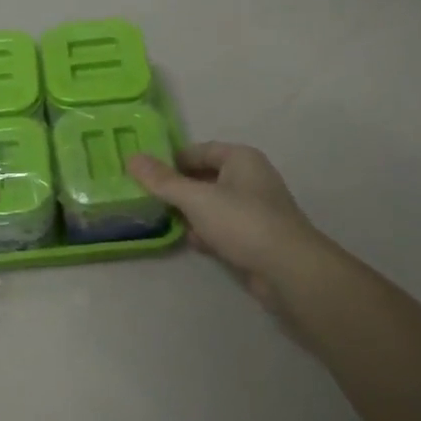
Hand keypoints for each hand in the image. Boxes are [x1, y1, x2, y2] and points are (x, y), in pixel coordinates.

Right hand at [127, 142, 322, 310]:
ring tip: (163, 220)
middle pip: (204, 177)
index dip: (171, 160)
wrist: (288, 270)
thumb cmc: (242, 222)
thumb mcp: (196, 198)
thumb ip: (163, 180)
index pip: (198, 150)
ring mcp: (254, 209)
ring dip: (190, 213)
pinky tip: (193, 243)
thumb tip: (132, 158)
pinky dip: (206, 232)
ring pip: (212, 204)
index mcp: (240, 159)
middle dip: (177, 189)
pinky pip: (222, 227)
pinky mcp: (254, 236)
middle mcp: (249, 178)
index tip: (144, 174)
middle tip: (146, 198)